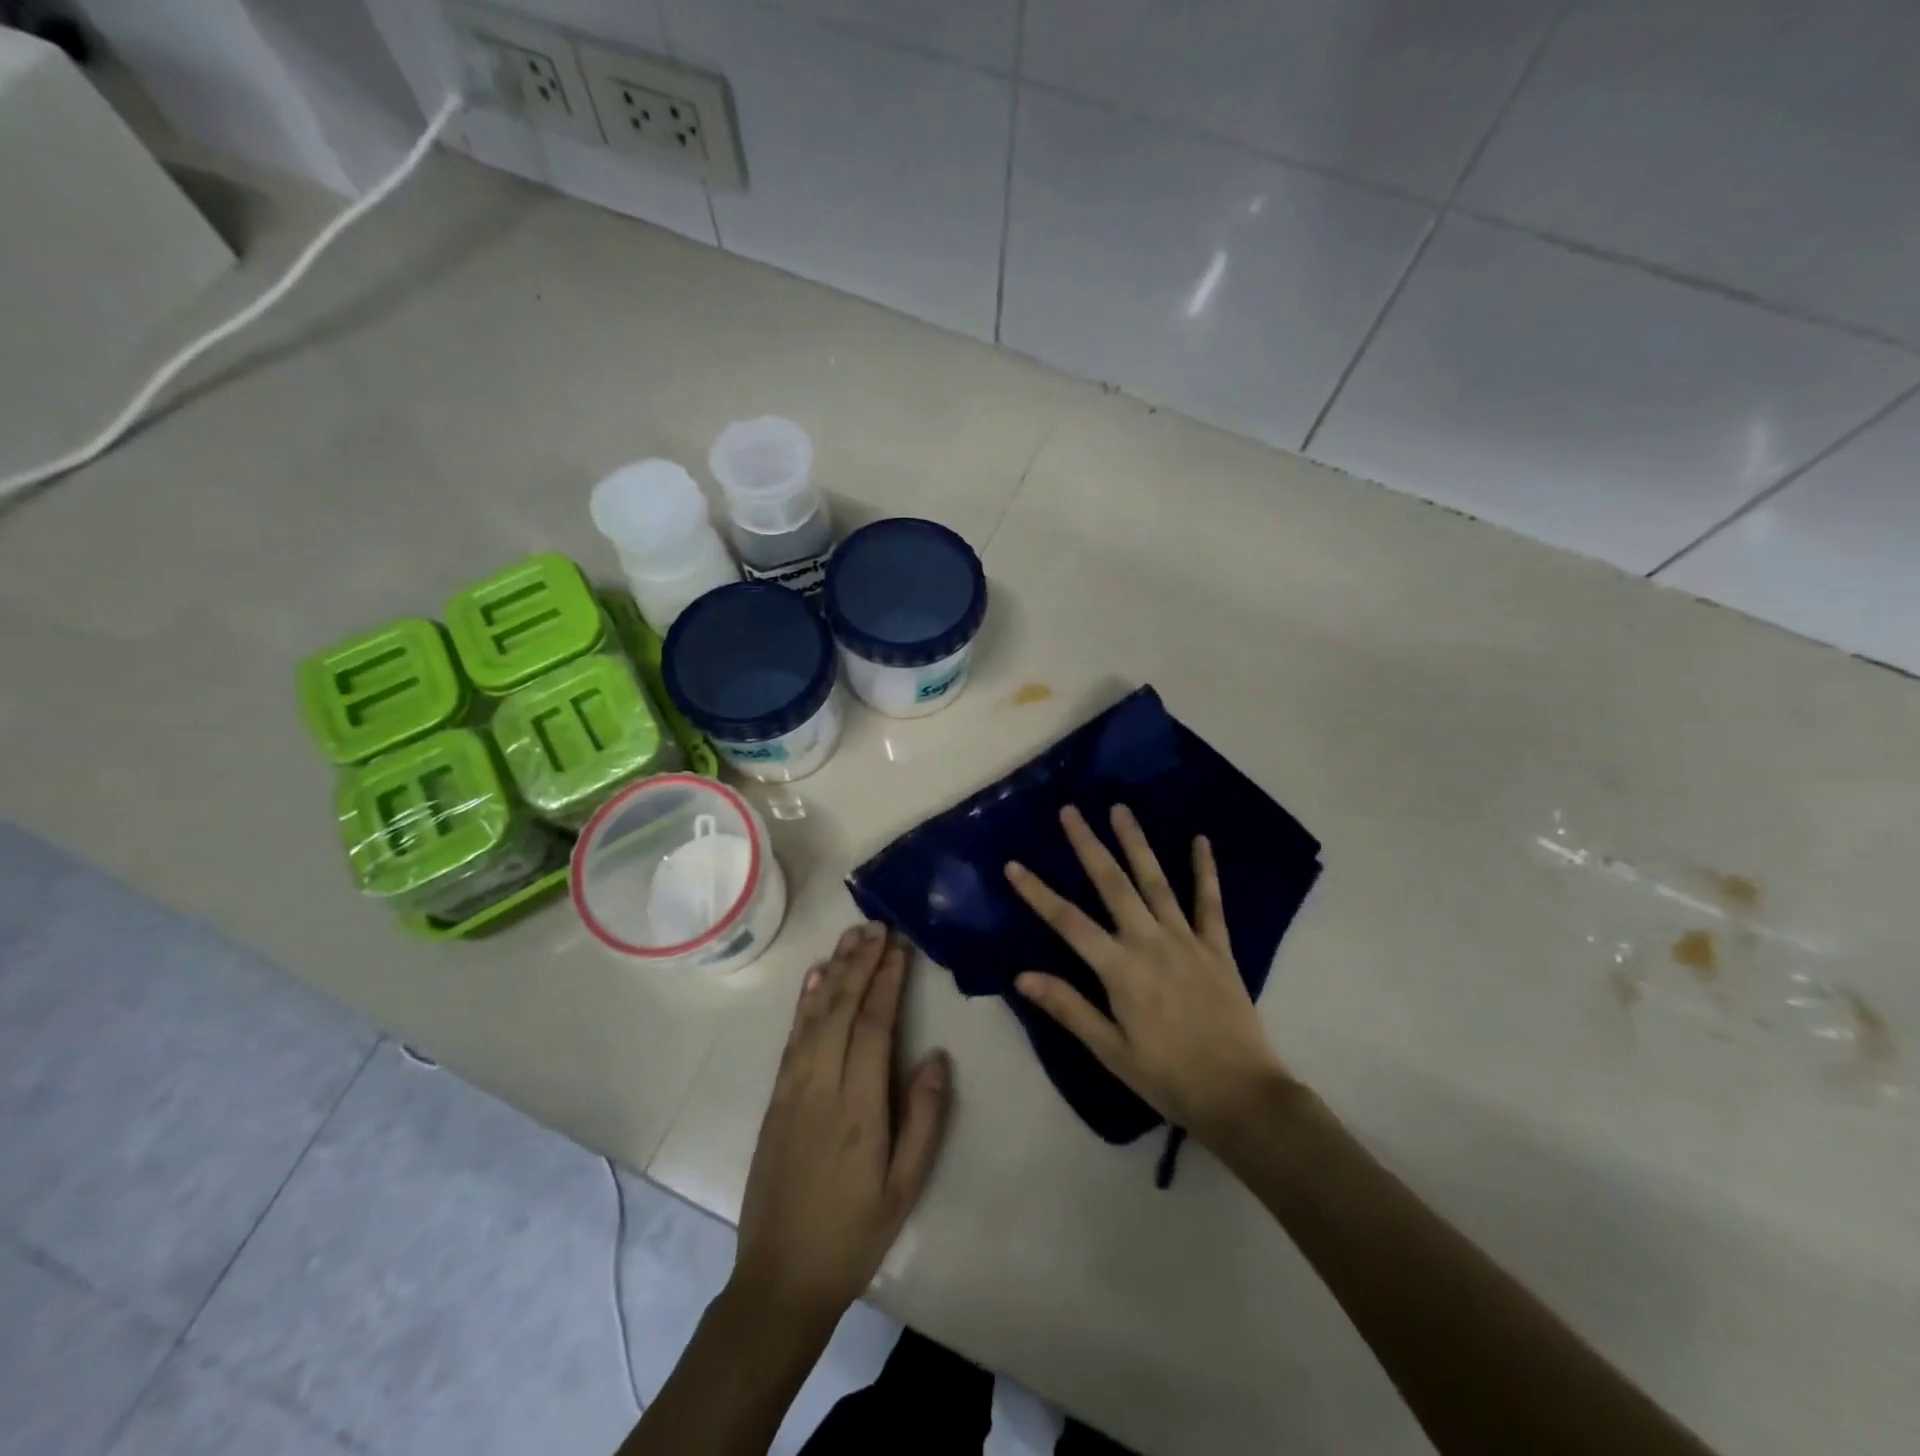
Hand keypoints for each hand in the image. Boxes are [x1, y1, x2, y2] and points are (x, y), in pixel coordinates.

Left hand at [731, 922, 951, 1327]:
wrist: (780, 1277)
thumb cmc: (854, 1232)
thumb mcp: (905, 1185)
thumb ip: (925, 1117)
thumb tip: (936, 1055)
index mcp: (859, 1105)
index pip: (874, 1024)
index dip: (887, 980)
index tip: (899, 946)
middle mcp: (821, 1084)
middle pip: (841, 1008)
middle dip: (860, 963)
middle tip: (876, 925)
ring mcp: (792, 1088)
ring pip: (814, 1015)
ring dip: (834, 971)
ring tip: (850, 937)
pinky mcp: (776, 1097)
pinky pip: (793, 1036)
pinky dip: (805, 1001)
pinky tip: (816, 979)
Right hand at [1005, 805, 1291, 1148]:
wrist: (1241, 1096)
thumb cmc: (1167, 1078)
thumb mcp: (1110, 1051)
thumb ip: (1069, 1008)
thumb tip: (1021, 976)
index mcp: (1120, 970)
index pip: (1068, 922)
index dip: (1038, 892)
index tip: (1013, 864)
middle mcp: (1150, 943)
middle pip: (1112, 884)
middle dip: (1088, 845)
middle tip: (1071, 811)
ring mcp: (1186, 940)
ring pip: (1155, 881)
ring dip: (1136, 843)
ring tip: (1120, 809)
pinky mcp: (1218, 947)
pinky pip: (1210, 902)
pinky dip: (1205, 870)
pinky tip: (1201, 840)